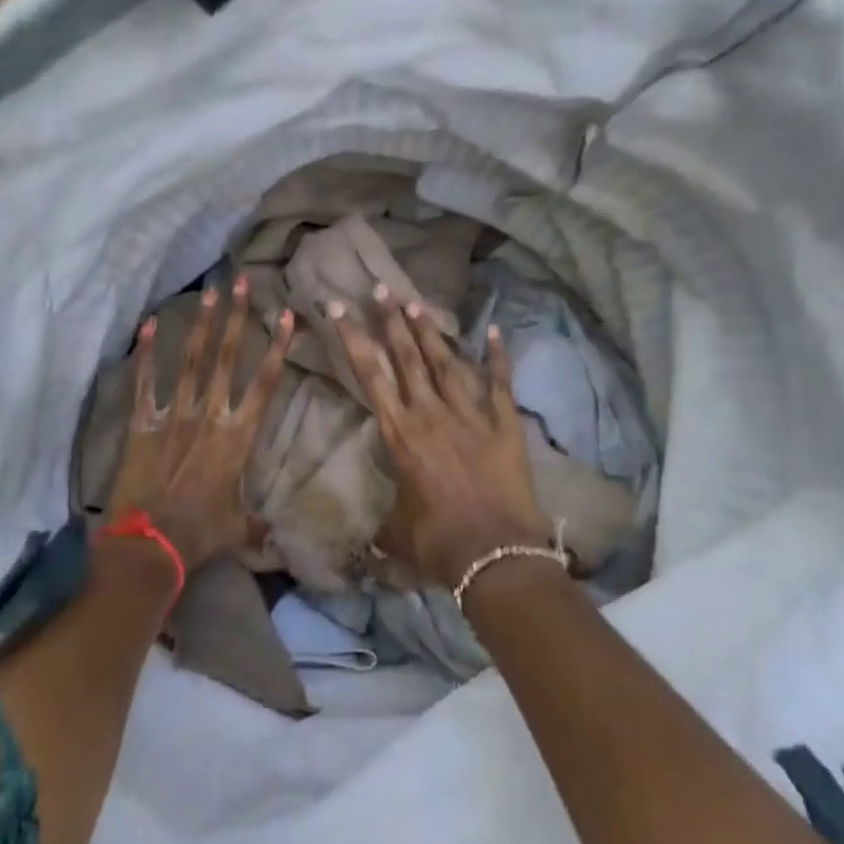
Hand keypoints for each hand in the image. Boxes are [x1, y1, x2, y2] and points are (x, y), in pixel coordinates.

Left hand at [105, 278, 295, 572]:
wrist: (150, 547)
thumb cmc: (201, 536)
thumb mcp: (237, 529)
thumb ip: (256, 525)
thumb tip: (273, 538)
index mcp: (238, 437)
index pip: (265, 383)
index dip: (278, 347)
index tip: (286, 315)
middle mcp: (210, 416)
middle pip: (228, 358)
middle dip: (237, 318)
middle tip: (242, 282)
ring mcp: (175, 416)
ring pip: (192, 361)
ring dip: (202, 325)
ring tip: (210, 292)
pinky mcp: (142, 424)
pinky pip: (145, 383)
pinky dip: (147, 353)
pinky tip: (150, 323)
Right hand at [328, 285, 554, 588]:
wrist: (495, 554)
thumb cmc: (437, 543)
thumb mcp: (397, 534)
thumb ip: (383, 526)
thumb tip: (371, 541)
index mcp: (400, 433)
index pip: (371, 375)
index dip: (353, 339)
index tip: (339, 309)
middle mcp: (431, 413)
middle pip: (407, 357)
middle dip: (391, 321)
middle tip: (381, 289)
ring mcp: (470, 415)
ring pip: (446, 362)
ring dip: (430, 332)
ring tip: (417, 303)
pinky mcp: (504, 424)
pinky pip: (500, 383)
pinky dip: (498, 357)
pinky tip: (495, 330)